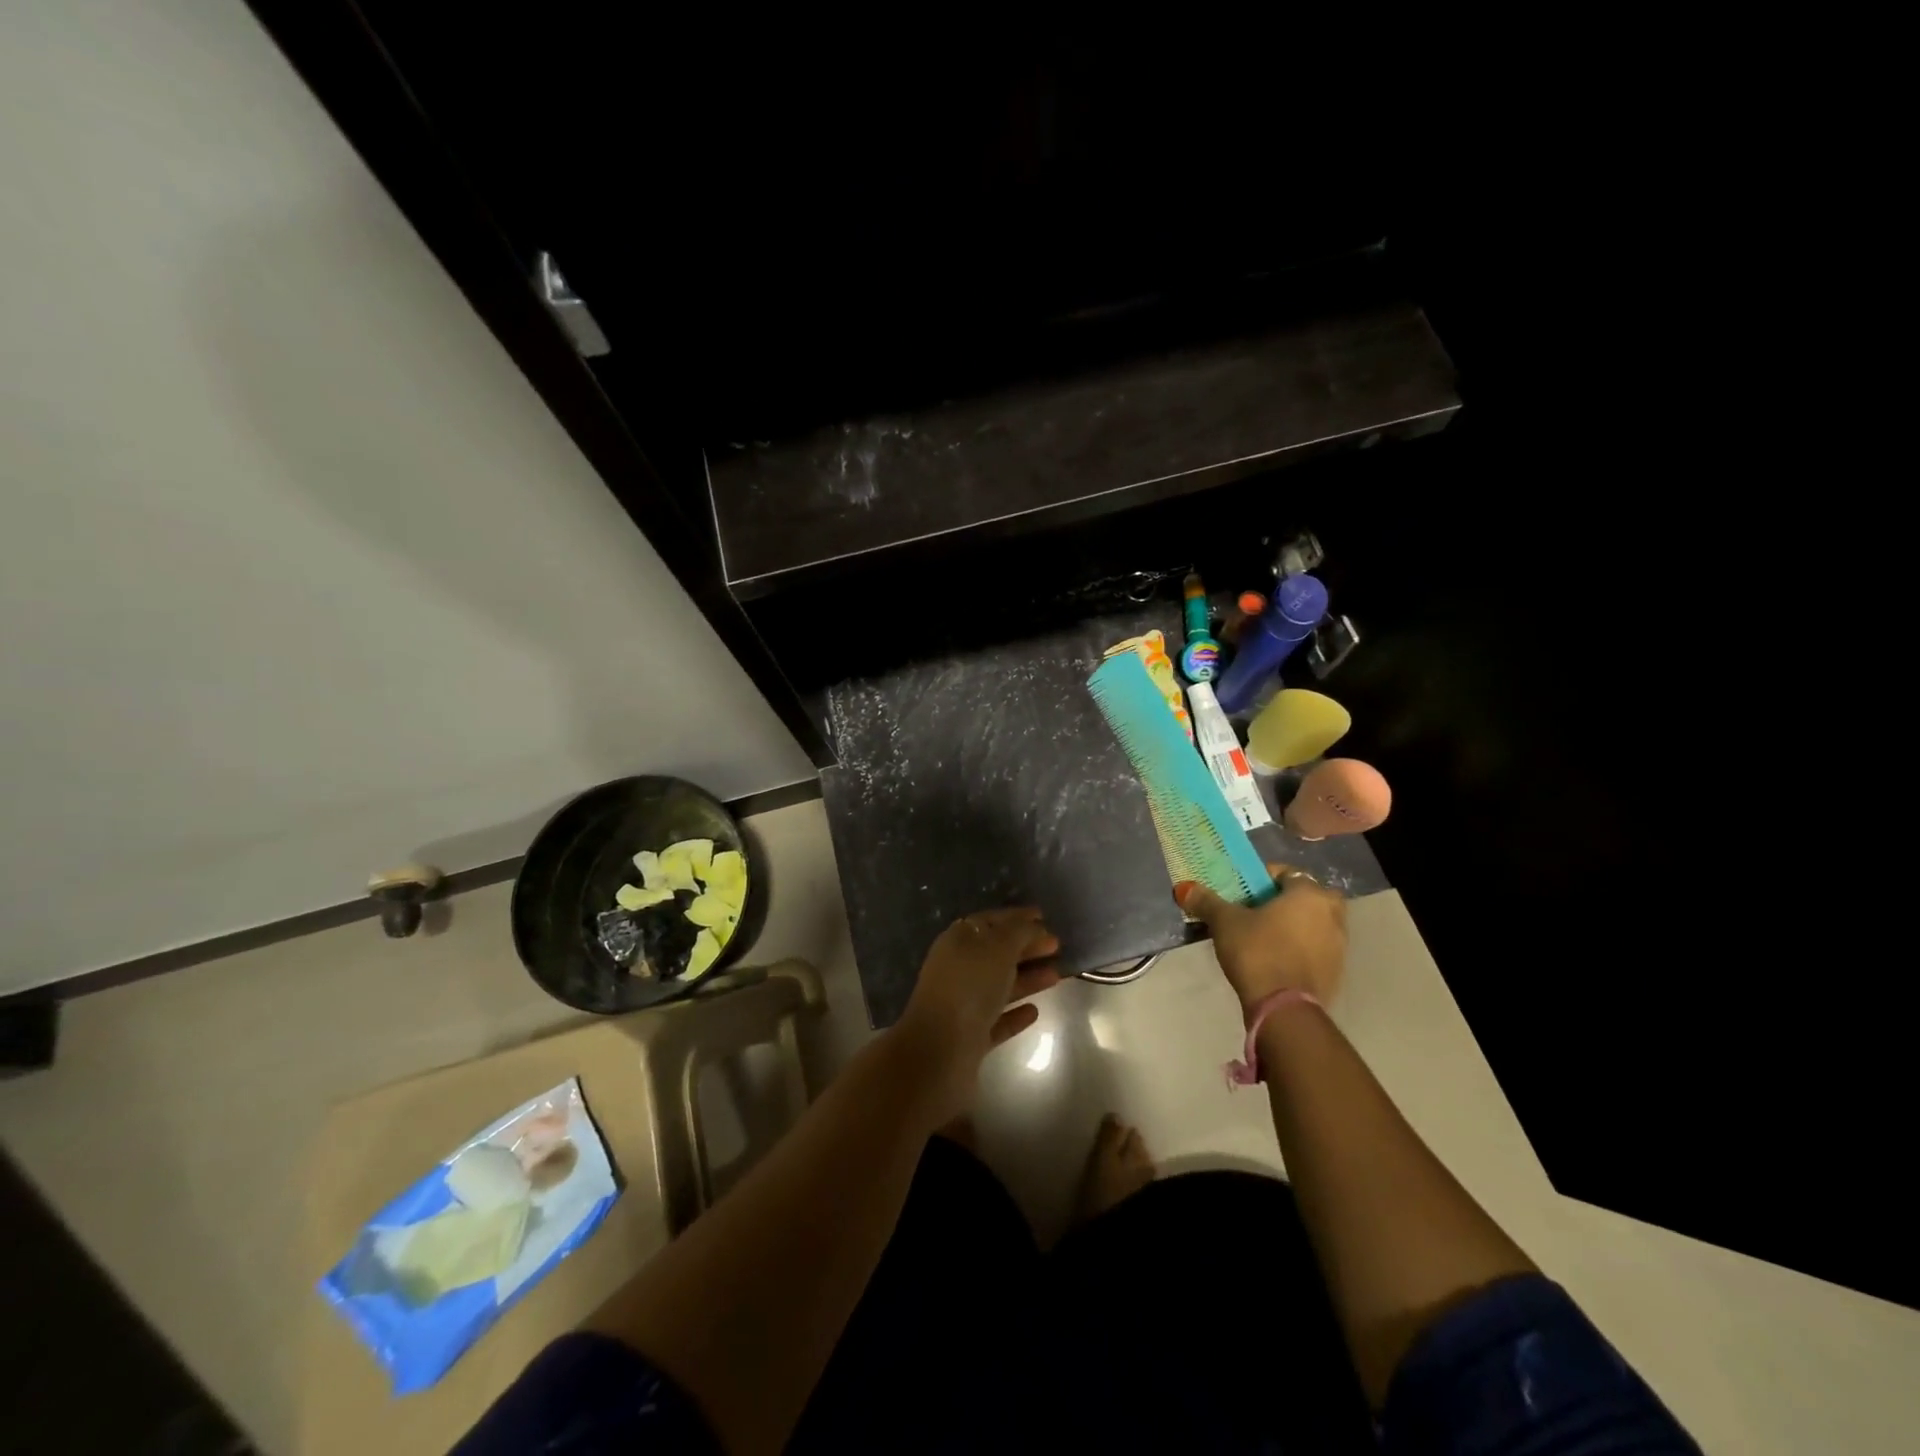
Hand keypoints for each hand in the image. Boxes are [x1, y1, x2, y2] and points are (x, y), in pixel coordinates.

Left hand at [893, 908, 1060, 1121]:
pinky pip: (997, 1019)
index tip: (1044, 916)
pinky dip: (1015, 1014)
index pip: (990, 921)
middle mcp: (957, 969)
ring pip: (999, 986)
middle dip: (1026, 947)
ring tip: (1057, 975)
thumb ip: (1019, 932)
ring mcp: (962, 1004)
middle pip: (996, 953)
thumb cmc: (969, 987)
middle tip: (1057, 945)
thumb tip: (1033, 925)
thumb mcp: (998, 948)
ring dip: (1027, 979)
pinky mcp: (970, 1036)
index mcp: (958, 941)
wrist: (940, 1050)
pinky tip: (1035, 1011)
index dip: (1016, 917)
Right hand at [1174, 866, 1346, 1010]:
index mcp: (1309, 894)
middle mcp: (1332, 914)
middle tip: (1256, 912)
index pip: (1287, 873)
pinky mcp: (1336, 972)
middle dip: (1284, 902)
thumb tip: (1184, 888)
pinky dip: (1300, 948)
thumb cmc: (1257, 952)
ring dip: (1294, 925)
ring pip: (1313, 924)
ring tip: (1263, 937)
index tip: (1243, 892)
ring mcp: (1339, 945)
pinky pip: (1316, 949)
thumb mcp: (1225, 922)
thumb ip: (1206, 901)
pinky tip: (1276, 959)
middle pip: (1305, 898)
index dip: (1262, 879)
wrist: (1284, 1009)